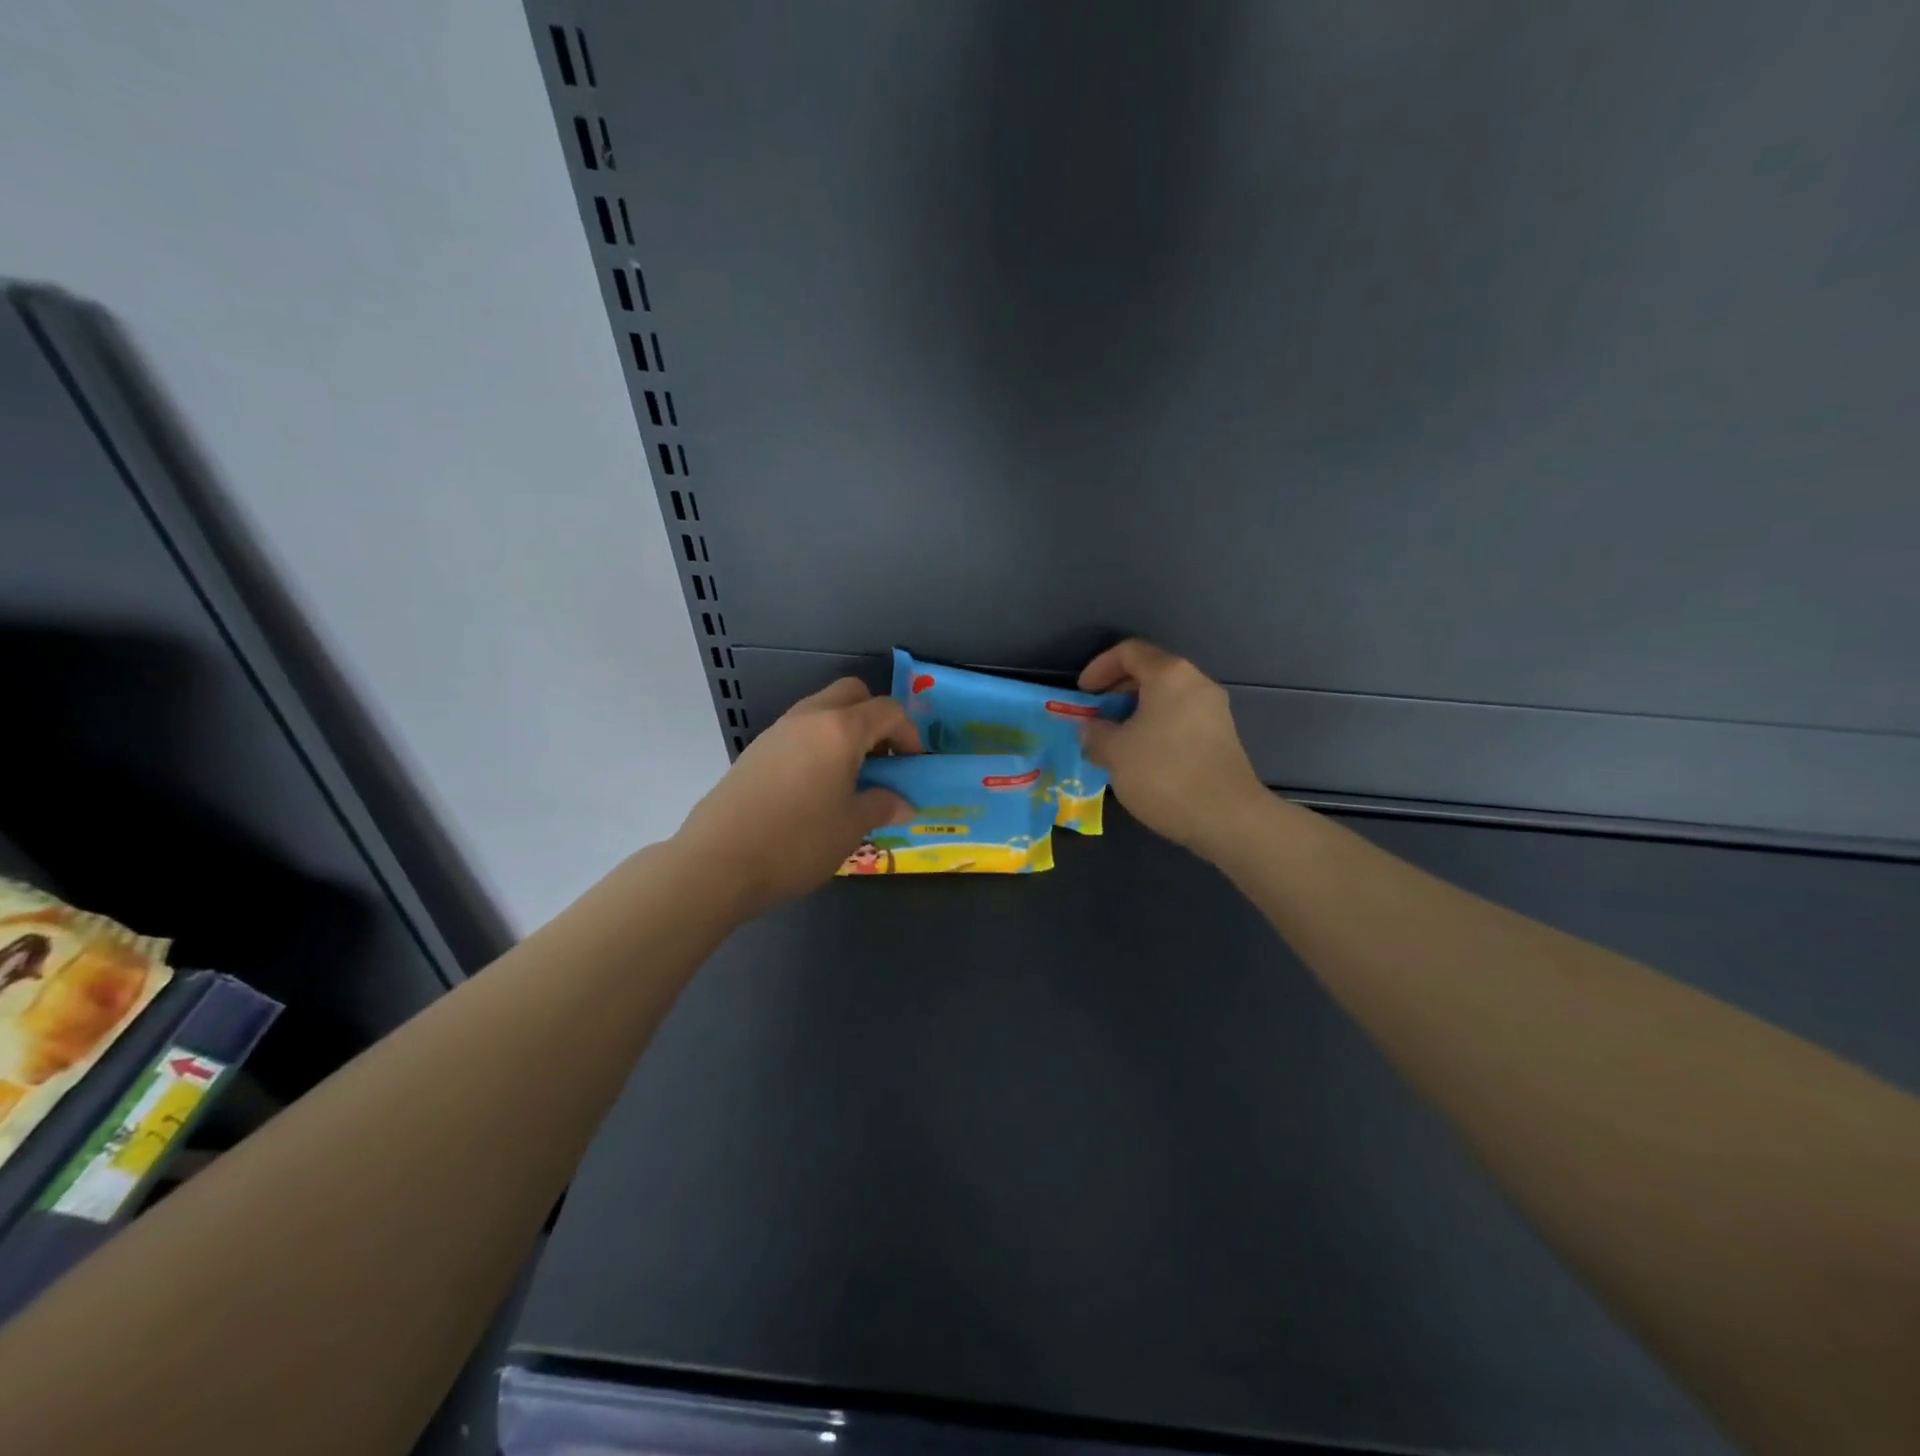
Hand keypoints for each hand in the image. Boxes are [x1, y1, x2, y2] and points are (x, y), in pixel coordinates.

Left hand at [674, 678, 918, 916]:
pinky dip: (818, 744)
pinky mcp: (755, 751)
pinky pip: (799, 732)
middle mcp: (808, 718)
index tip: (913, 766)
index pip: (887, 710)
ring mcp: (777, 731)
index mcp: (840, 730)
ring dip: (845, 730)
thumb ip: (882, 806)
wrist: (718, 862)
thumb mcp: (851, 827)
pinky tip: (816, 787)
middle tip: (882, 758)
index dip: (909, 734)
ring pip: (821, 710)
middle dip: (875, 718)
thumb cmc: (797, 842)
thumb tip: (902, 804)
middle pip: (852, 694)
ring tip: (851, 776)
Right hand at [1079, 640, 1264, 858]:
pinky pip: (1180, 720)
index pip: (1129, 652)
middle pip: (1150, 673)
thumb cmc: (1163, 773)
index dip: (1099, 667)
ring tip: (1115, 742)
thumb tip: (1092, 730)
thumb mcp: (1114, 753)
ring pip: (1166, 699)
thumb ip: (1095, 734)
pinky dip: (1156, 728)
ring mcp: (1214, 711)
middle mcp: (1196, 683)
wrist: (1226, 817)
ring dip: (1135, 714)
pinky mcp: (1222, 738)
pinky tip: (1142, 759)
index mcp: (1169, 675)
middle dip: (1117, 692)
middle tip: (1096, 717)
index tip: (1083, 694)